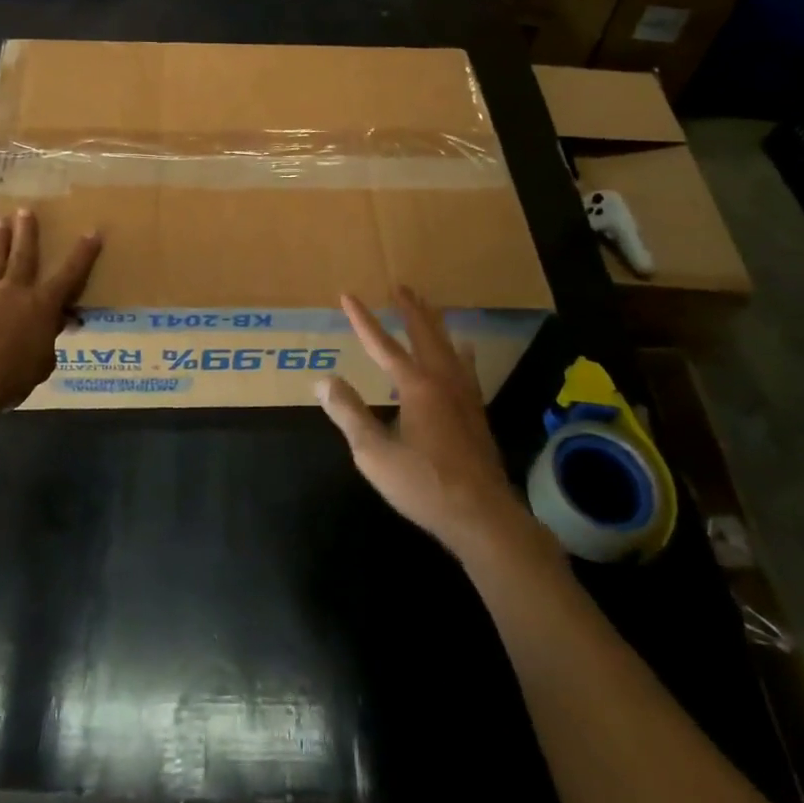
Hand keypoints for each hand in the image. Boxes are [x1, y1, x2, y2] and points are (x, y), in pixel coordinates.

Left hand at [0, 209, 100, 420]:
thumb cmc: (9, 377)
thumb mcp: (42, 364)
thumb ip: (48, 341)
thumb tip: (54, 326)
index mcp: (42, 305)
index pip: (70, 274)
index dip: (83, 254)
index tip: (93, 232)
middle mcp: (15, 290)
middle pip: (24, 255)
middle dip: (28, 232)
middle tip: (26, 210)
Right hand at [316, 288, 540, 561]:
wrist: (482, 516)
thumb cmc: (424, 485)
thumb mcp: (374, 453)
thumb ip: (349, 413)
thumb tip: (322, 380)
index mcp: (415, 386)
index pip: (382, 344)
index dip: (362, 319)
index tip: (347, 295)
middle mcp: (442, 380)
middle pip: (424, 334)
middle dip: (409, 308)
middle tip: (400, 286)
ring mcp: (464, 395)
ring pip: (448, 346)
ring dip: (434, 323)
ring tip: (428, 305)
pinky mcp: (476, 412)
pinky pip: (466, 368)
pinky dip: (460, 352)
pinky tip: (464, 350)